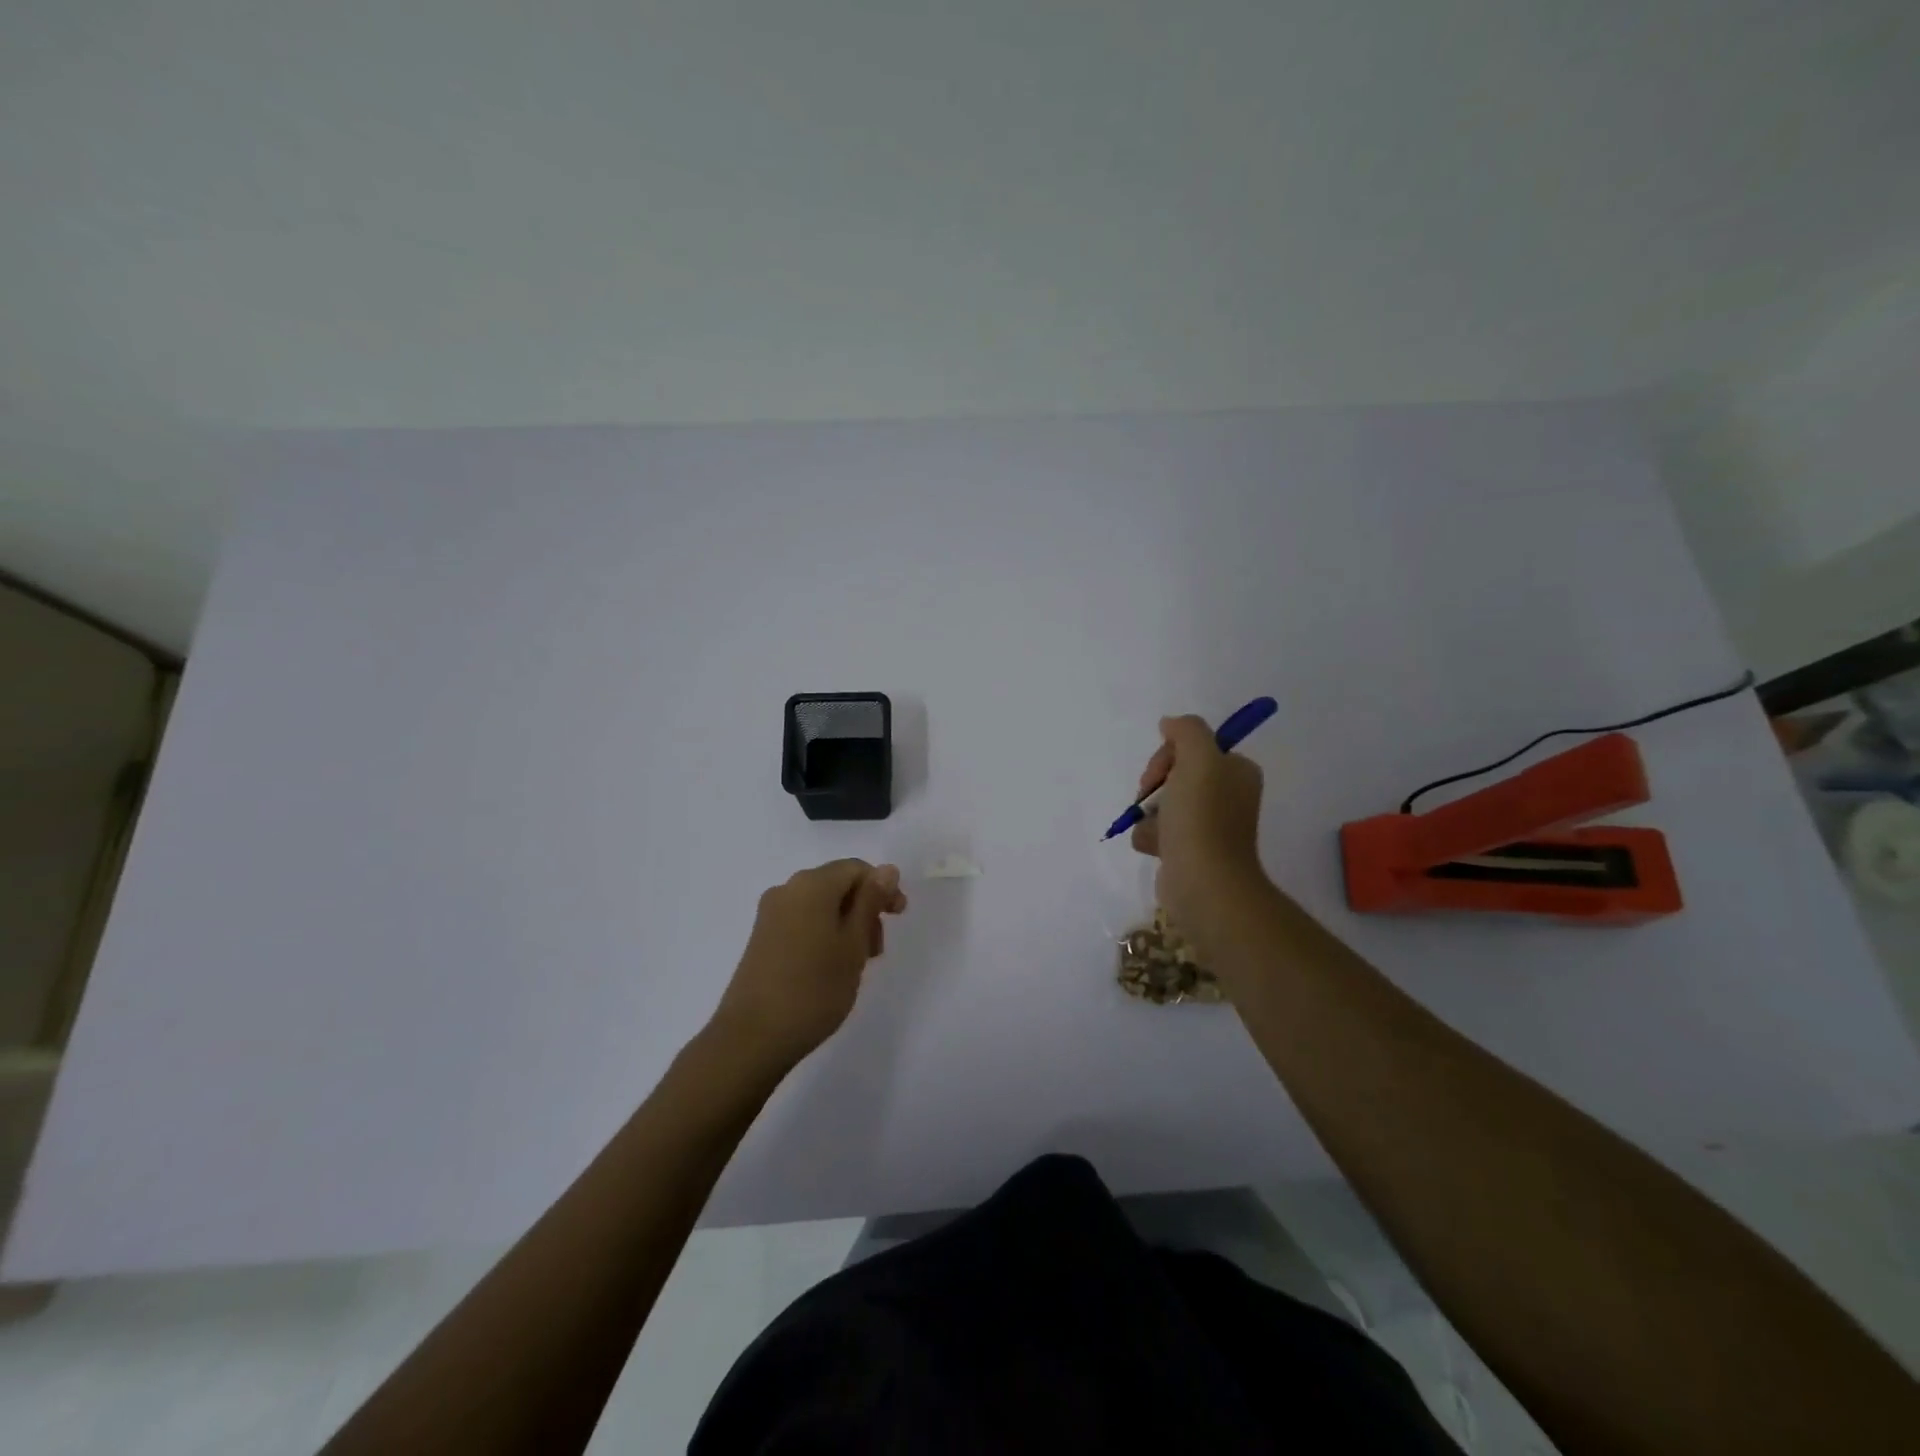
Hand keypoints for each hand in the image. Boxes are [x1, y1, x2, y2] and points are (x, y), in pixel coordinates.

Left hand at [710, 859, 907, 1070]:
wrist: (752, 1037)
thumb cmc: (814, 989)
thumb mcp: (854, 944)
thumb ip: (871, 902)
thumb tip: (887, 869)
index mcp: (811, 885)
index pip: (856, 868)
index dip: (882, 888)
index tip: (898, 918)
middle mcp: (787, 889)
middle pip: (837, 884)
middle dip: (864, 909)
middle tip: (877, 950)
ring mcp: (770, 914)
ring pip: (821, 905)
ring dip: (846, 924)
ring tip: (856, 964)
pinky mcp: (762, 938)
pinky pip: (802, 921)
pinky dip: (825, 934)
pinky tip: (830, 967)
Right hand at [1131, 715, 1269, 952]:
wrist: (1203, 881)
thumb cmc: (1202, 816)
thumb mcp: (1198, 757)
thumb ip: (1186, 730)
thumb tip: (1169, 723)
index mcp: (1237, 772)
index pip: (1193, 747)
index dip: (1169, 755)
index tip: (1161, 772)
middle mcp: (1227, 795)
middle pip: (1174, 773)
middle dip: (1155, 784)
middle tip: (1151, 798)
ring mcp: (1208, 825)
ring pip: (1161, 803)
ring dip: (1149, 813)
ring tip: (1156, 830)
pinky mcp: (1189, 849)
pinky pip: (1157, 831)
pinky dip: (1150, 837)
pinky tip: (1155, 847)